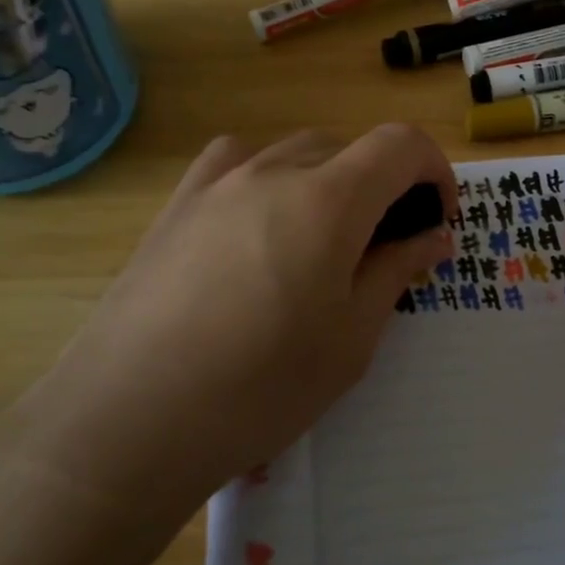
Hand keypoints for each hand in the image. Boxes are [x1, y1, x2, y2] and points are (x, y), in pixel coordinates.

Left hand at [3, 125, 454, 511]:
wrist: (129, 420)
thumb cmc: (260, 388)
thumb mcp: (351, 339)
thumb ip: (396, 272)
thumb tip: (432, 235)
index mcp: (328, 200)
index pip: (400, 145)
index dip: (434, 170)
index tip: (436, 218)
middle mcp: (273, 171)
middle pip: (349, 148)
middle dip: (382, 186)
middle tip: (381, 249)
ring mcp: (217, 183)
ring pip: (294, 152)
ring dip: (327, 181)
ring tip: (318, 241)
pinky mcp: (177, 205)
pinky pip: (236, 163)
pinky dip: (267, 177)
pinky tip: (256, 224)